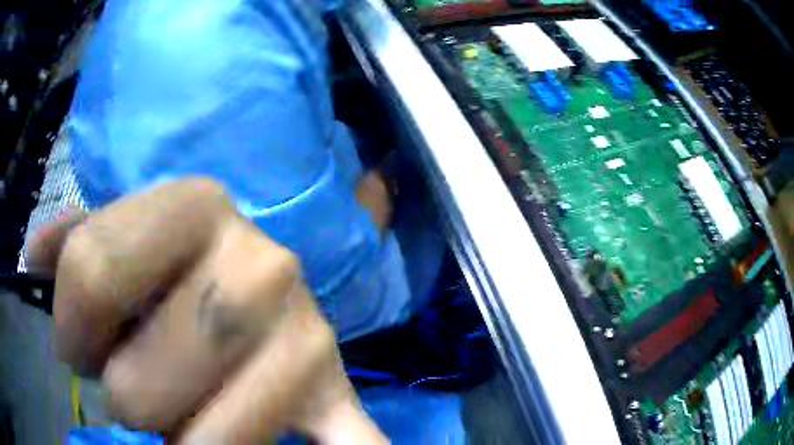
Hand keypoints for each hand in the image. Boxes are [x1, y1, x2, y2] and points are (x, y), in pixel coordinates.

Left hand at [29, 178, 386, 443]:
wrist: (252, 275)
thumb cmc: (169, 255)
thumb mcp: (123, 228)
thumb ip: (72, 239)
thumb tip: (32, 254)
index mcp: (199, 205)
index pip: (90, 274)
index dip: (71, 328)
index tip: (81, 343)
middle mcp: (262, 268)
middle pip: (138, 388)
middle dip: (123, 396)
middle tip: (138, 376)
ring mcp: (307, 343)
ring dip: (179, 440)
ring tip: (182, 407)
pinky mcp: (336, 394)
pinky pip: (355, 439)